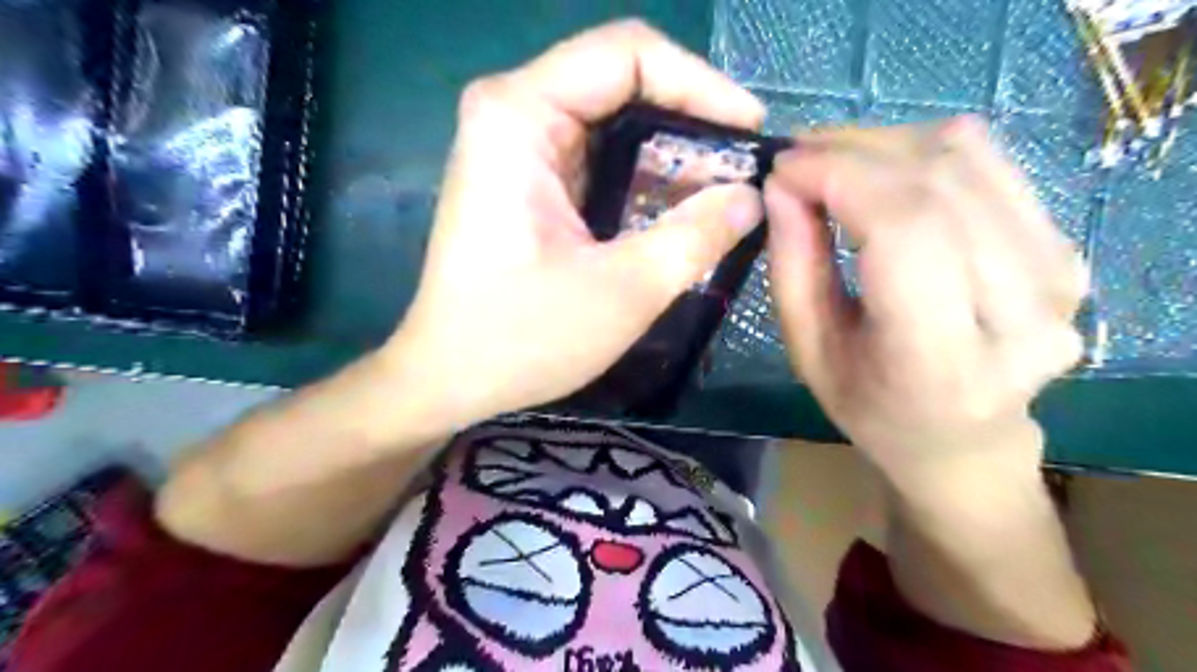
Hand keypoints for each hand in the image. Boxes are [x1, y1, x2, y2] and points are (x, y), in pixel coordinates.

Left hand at [392, 20, 766, 430]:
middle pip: (621, 82)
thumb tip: (751, 197)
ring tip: (724, 189)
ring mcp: (516, 148)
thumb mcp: (624, 290)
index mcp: (520, 116)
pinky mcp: (525, 182)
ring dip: (671, 152)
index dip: (701, 85)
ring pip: (612, 121)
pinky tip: (678, 207)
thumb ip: (696, 236)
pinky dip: (642, 177)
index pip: (628, 54)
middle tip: (743, 166)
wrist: (449, 378)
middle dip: (690, 121)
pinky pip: (597, 157)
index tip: (750, 133)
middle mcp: (513, 114)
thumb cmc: (523, 337)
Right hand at [762, 121, 1091, 485]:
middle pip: (936, 184)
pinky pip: (990, 163)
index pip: (903, 229)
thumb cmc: (871, 407)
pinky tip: (884, 173)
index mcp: (940, 359)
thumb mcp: (809, 350)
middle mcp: (1020, 312)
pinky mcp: (1067, 247)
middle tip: (797, 157)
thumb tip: (783, 183)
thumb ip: (792, 265)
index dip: (839, 177)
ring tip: (833, 163)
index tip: (783, 167)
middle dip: (853, 151)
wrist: (964, 440)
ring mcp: (1059, 274)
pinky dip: (923, 152)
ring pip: (966, 158)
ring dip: (885, 144)